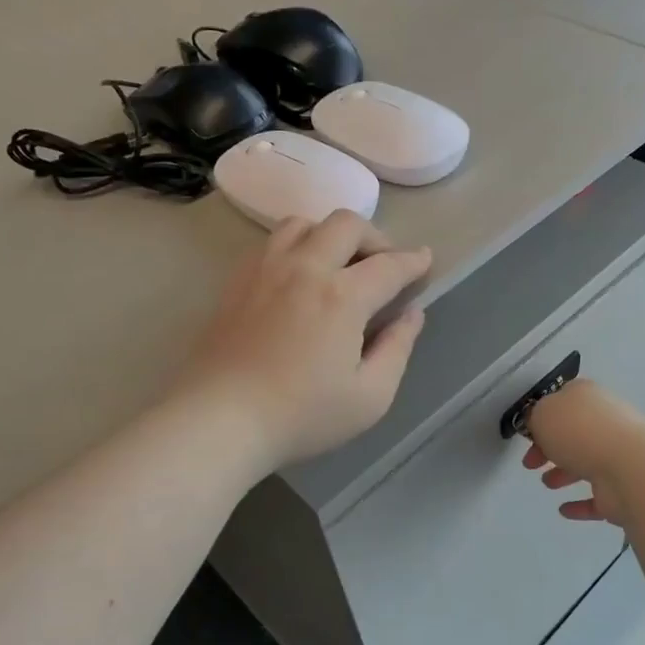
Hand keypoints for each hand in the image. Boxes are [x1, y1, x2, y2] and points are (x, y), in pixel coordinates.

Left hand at [173, 211, 431, 470]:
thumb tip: (411, 315)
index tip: (425, 261)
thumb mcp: (370, 397)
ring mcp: (265, 270)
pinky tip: (298, 277)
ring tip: (338, 264)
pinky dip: (296, 246)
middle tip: (383, 265)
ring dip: (330, 235)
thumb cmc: (301, 416)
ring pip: (303, 224)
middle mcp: (304, 268)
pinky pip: (271, 243)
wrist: (219, 420)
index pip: (389, 265)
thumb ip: (397, 349)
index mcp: (342, 297)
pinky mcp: (237, 282)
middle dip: (375, 237)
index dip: (413, 261)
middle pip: (346, 224)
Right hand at [521, 378, 644, 524]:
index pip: (563, 401)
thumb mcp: (543, 414)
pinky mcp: (622, 489)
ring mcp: (617, 456)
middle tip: (531, 463)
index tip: (528, 434)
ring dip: (564, 473)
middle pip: (573, 434)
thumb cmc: (581, 433)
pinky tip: (564, 510)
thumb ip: (535, 417)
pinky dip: (580, 504)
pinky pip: (597, 497)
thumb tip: (539, 424)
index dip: (542, 417)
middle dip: (550, 448)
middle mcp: (605, 423)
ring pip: (586, 463)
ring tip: (547, 483)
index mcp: (587, 398)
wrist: (628, 468)